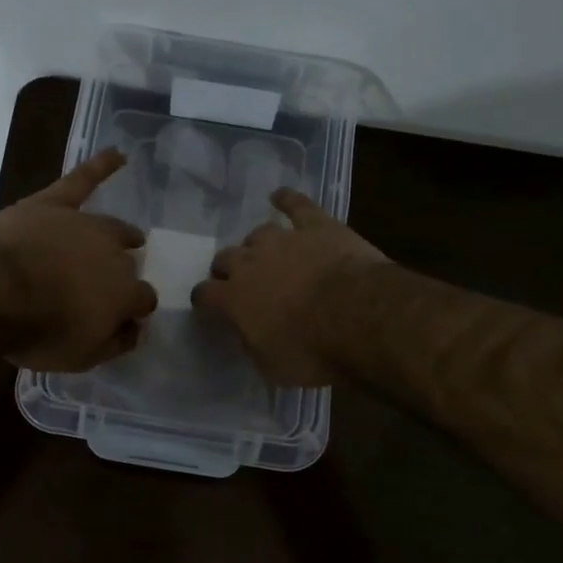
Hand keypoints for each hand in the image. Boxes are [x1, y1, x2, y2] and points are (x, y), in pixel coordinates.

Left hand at [0, 149, 157, 371]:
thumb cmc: (37, 331)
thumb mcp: (81, 356)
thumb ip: (114, 343)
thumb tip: (135, 330)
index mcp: (124, 292)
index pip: (143, 299)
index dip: (135, 309)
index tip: (125, 318)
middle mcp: (113, 254)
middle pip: (127, 264)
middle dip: (123, 274)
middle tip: (108, 285)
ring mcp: (84, 224)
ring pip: (112, 227)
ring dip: (124, 234)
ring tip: (131, 237)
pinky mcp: (53, 204)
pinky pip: (81, 179)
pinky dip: (101, 166)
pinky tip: (118, 154)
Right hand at [191, 189, 386, 385]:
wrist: (357, 315)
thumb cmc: (312, 351)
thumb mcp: (273, 367)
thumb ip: (254, 345)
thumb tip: (249, 335)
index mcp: (233, 299)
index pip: (205, 294)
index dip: (205, 299)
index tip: (208, 304)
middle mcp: (250, 263)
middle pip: (226, 257)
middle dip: (228, 268)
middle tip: (241, 280)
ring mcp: (282, 239)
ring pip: (258, 233)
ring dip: (258, 244)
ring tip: (266, 252)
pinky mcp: (316, 225)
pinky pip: (296, 205)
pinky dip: (287, 199)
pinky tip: (280, 196)